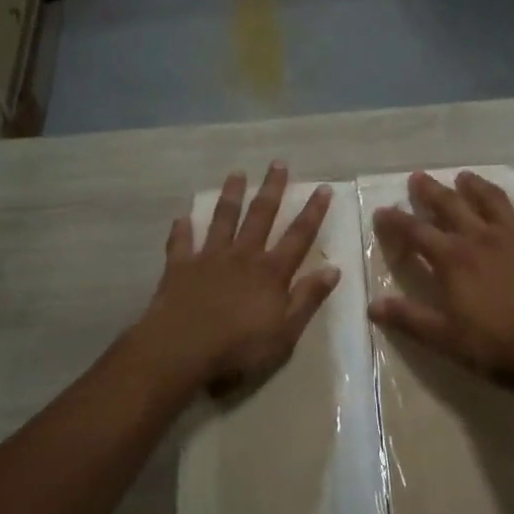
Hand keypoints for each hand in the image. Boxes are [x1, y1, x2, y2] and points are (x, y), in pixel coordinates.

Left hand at [130, 162, 339, 394]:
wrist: (181, 349)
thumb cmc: (239, 347)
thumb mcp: (285, 331)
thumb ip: (308, 298)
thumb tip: (334, 269)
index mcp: (271, 272)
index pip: (299, 236)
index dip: (313, 212)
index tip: (323, 187)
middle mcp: (243, 255)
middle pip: (261, 216)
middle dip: (272, 188)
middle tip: (278, 163)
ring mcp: (209, 258)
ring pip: (223, 219)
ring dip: (231, 196)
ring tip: (236, 173)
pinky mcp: (179, 267)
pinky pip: (181, 243)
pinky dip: (182, 229)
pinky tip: (181, 217)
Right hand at [369, 170, 513, 393]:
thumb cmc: (497, 340)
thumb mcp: (445, 336)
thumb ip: (409, 318)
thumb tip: (373, 305)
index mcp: (453, 258)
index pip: (416, 232)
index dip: (396, 221)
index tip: (381, 210)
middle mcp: (481, 237)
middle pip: (452, 206)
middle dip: (431, 191)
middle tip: (418, 176)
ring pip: (494, 202)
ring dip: (478, 187)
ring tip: (466, 176)